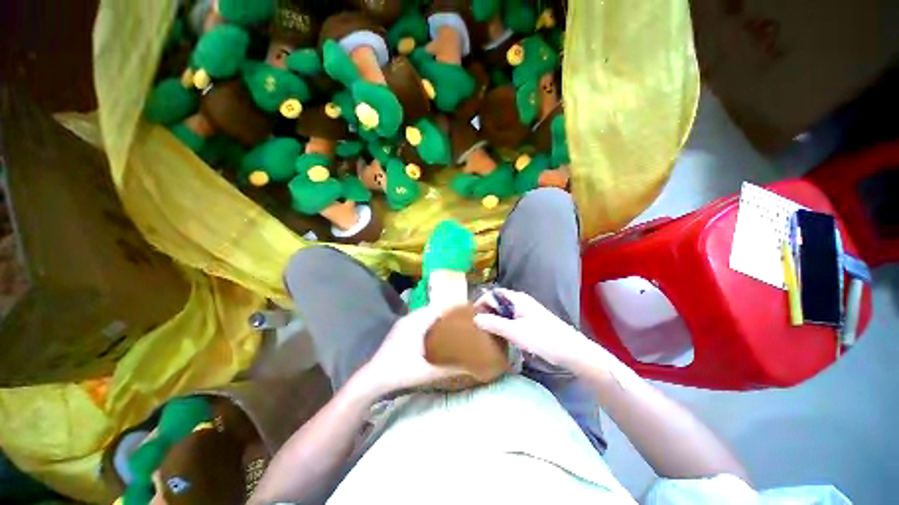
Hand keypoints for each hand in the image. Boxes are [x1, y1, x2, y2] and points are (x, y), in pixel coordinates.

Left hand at [360, 307, 462, 394]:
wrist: (373, 377)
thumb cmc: (400, 372)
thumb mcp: (427, 372)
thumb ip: (449, 369)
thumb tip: (469, 367)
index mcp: (416, 323)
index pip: (438, 309)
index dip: (451, 311)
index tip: (465, 316)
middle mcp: (409, 318)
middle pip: (431, 310)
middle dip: (445, 315)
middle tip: (460, 323)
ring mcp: (403, 323)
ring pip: (424, 314)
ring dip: (436, 318)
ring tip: (450, 327)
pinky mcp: (399, 328)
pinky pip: (417, 319)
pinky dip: (427, 322)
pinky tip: (433, 334)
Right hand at [473, 288, 600, 371]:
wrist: (572, 352)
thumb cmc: (543, 339)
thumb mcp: (515, 332)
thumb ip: (494, 324)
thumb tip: (475, 318)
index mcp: (517, 299)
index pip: (493, 294)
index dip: (481, 303)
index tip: (472, 317)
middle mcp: (521, 302)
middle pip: (498, 302)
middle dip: (487, 311)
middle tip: (477, 326)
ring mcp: (527, 312)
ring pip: (505, 311)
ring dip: (495, 319)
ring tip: (485, 332)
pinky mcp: (531, 322)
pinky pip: (512, 319)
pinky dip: (503, 325)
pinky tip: (501, 336)